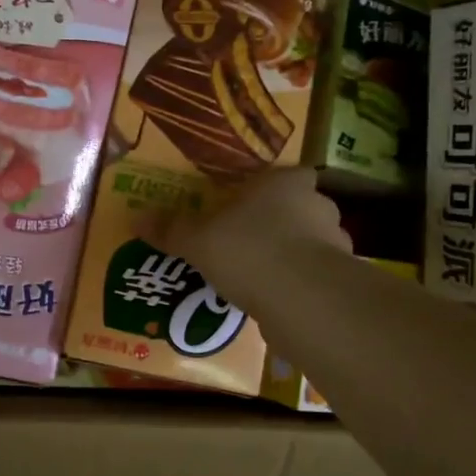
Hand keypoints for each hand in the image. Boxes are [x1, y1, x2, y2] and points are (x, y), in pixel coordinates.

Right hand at [151, 167, 350, 308]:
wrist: (302, 299)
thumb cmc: (249, 250)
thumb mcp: (198, 240)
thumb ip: (172, 229)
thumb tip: (136, 219)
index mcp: (286, 183)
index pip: (290, 174)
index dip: (273, 188)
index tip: (252, 203)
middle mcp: (318, 206)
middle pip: (301, 208)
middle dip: (279, 223)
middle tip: (248, 241)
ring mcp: (335, 245)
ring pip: (310, 245)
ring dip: (291, 257)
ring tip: (259, 277)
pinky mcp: (339, 282)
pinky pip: (313, 278)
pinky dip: (298, 287)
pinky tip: (274, 301)